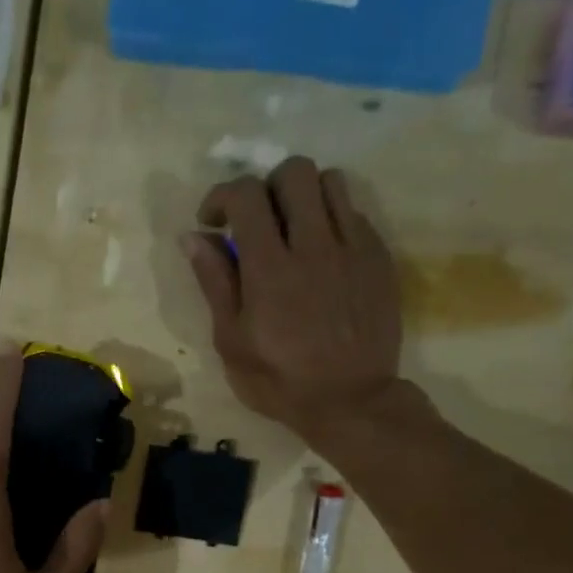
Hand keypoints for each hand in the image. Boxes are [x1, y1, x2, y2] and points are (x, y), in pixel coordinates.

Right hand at [183, 157, 407, 446]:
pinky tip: (322, 255)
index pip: (247, 194)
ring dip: (304, 197)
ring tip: (293, 231)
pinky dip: (332, 220)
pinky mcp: (379, 258)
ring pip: (331, 182)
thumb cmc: (279, 381)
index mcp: (270, 268)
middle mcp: (314, 245)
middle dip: (266, 187)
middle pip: (294, 171)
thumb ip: (215, 283)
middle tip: (257, 222)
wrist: (351, 401)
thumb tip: (194, 236)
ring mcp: (353, 248)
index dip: (222, 196)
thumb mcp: (232, 341)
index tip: (213, 222)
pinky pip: (356, 212)